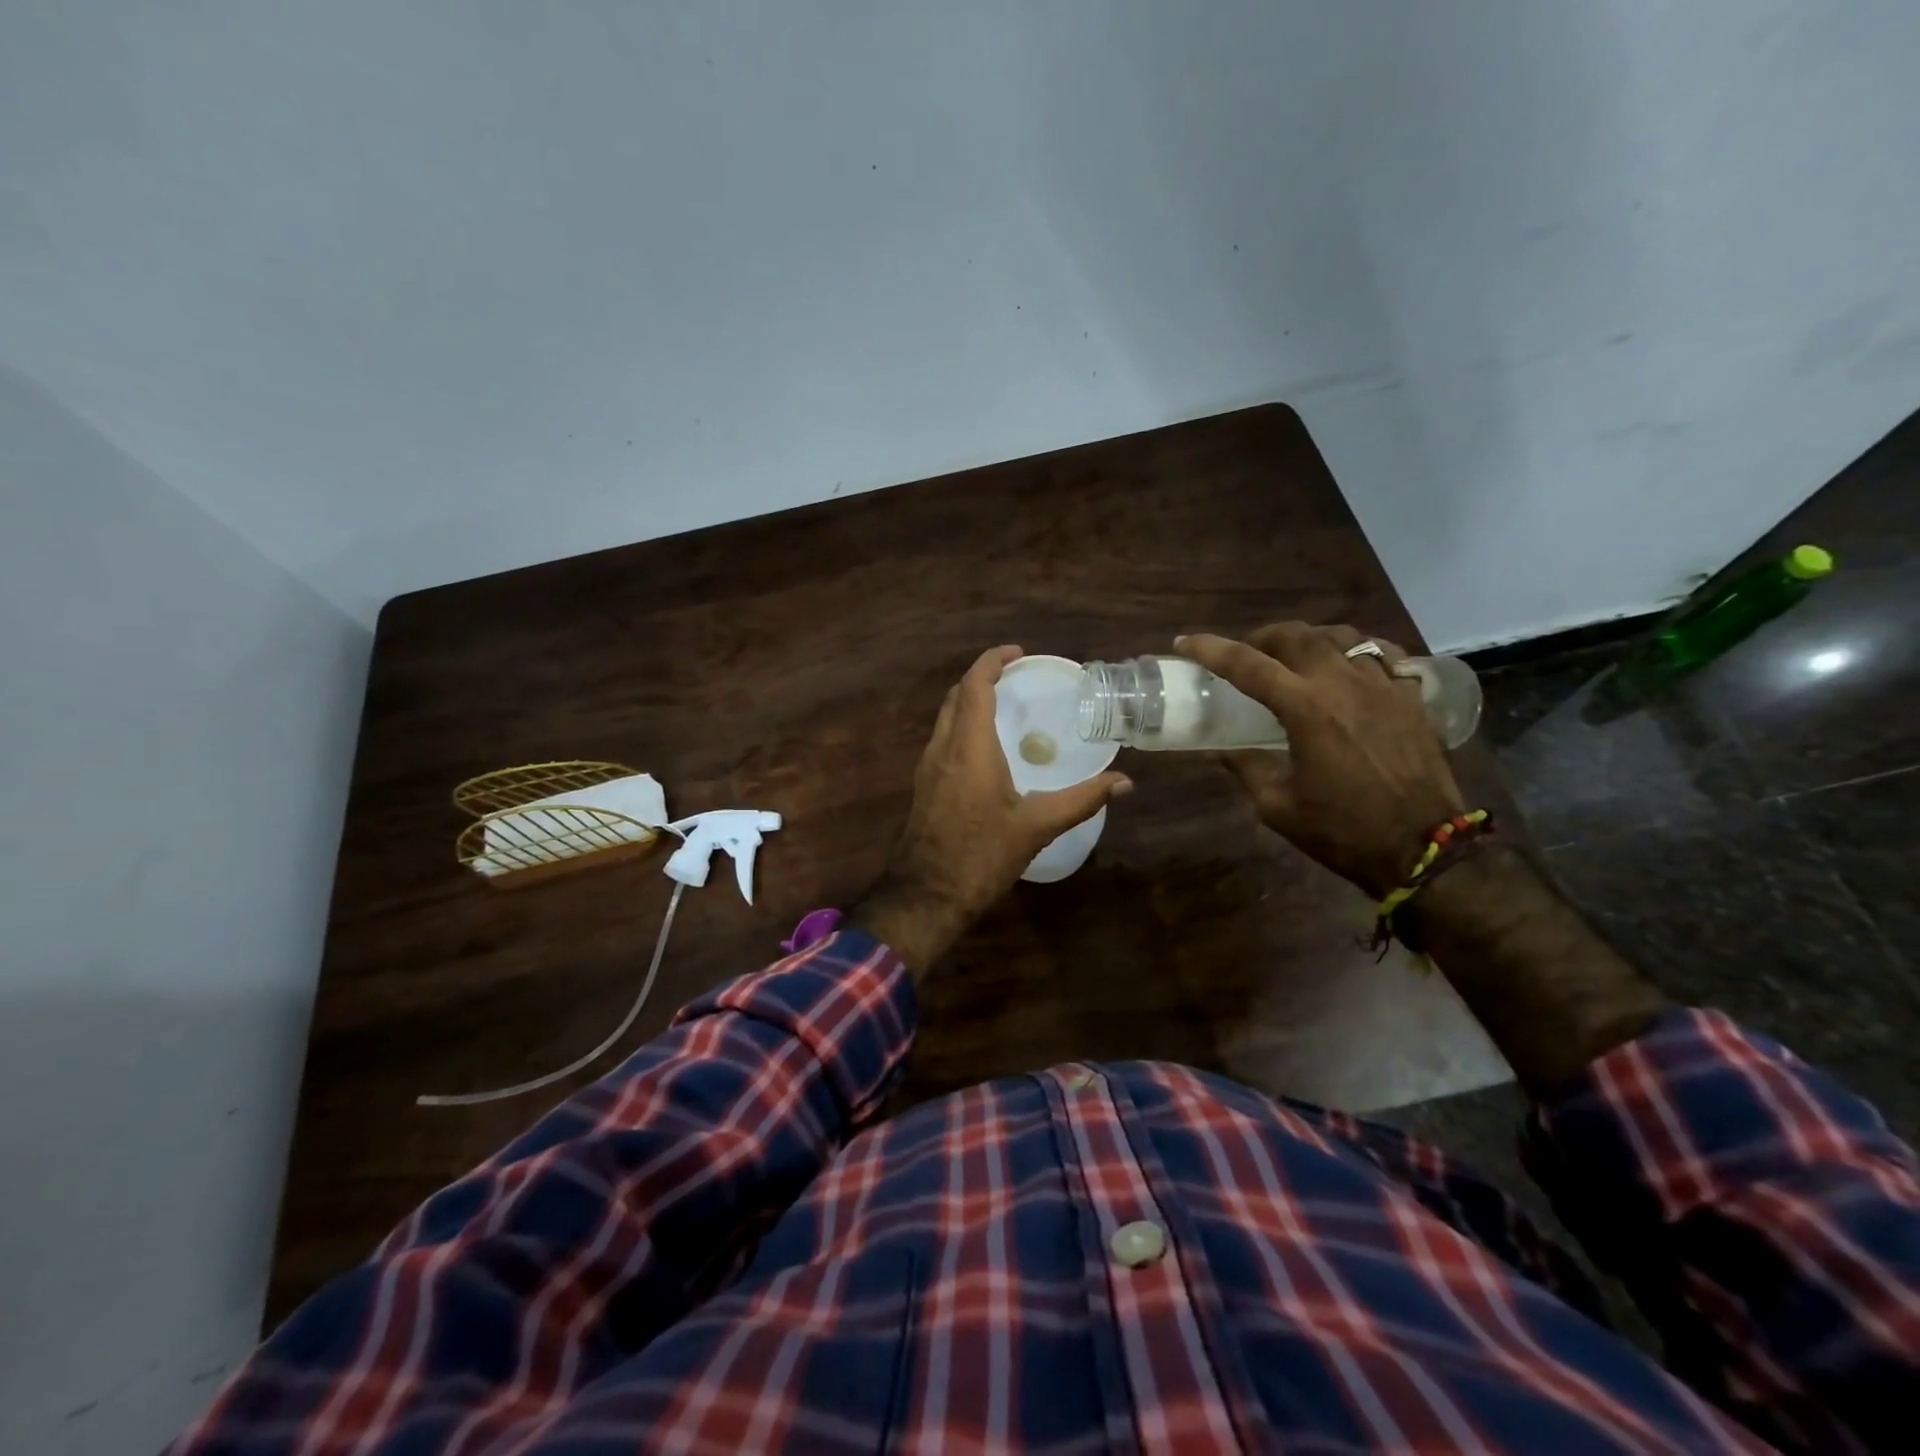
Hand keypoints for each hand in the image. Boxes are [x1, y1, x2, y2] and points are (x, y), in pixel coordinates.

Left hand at [853, 645, 1131, 971]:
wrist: (927, 894)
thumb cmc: (982, 856)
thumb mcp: (1037, 827)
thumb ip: (1082, 799)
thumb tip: (1125, 782)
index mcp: (969, 748)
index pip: (975, 685)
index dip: (992, 660)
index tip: (1018, 653)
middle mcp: (943, 748)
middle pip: (957, 695)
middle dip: (983, 677)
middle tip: (1017, 677)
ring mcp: (927, 766)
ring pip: (946, 717)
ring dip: (970, 701)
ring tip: (1005, 706)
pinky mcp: (923, 784)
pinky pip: (943, 739)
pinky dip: (963, 726)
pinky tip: (987, 748)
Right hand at [1178, 623, 1463, 898]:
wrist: (1425, 849)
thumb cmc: (1343, 831)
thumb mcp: (1278, 806)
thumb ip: (1245, 769)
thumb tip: (1216, 752)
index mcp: (1306, 709)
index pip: (1247, 665)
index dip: (1210, 649)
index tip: (1184, 642)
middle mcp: (1344, 684)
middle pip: (1296, 636)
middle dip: (1262, 637)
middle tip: (1246, 653)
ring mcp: (1383, 686)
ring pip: (1341, 636)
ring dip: (1308, 638)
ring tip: (1294, 655)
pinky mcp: (1411, 698)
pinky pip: (1383, 654)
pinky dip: (1357, 650)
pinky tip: (1349, 663)